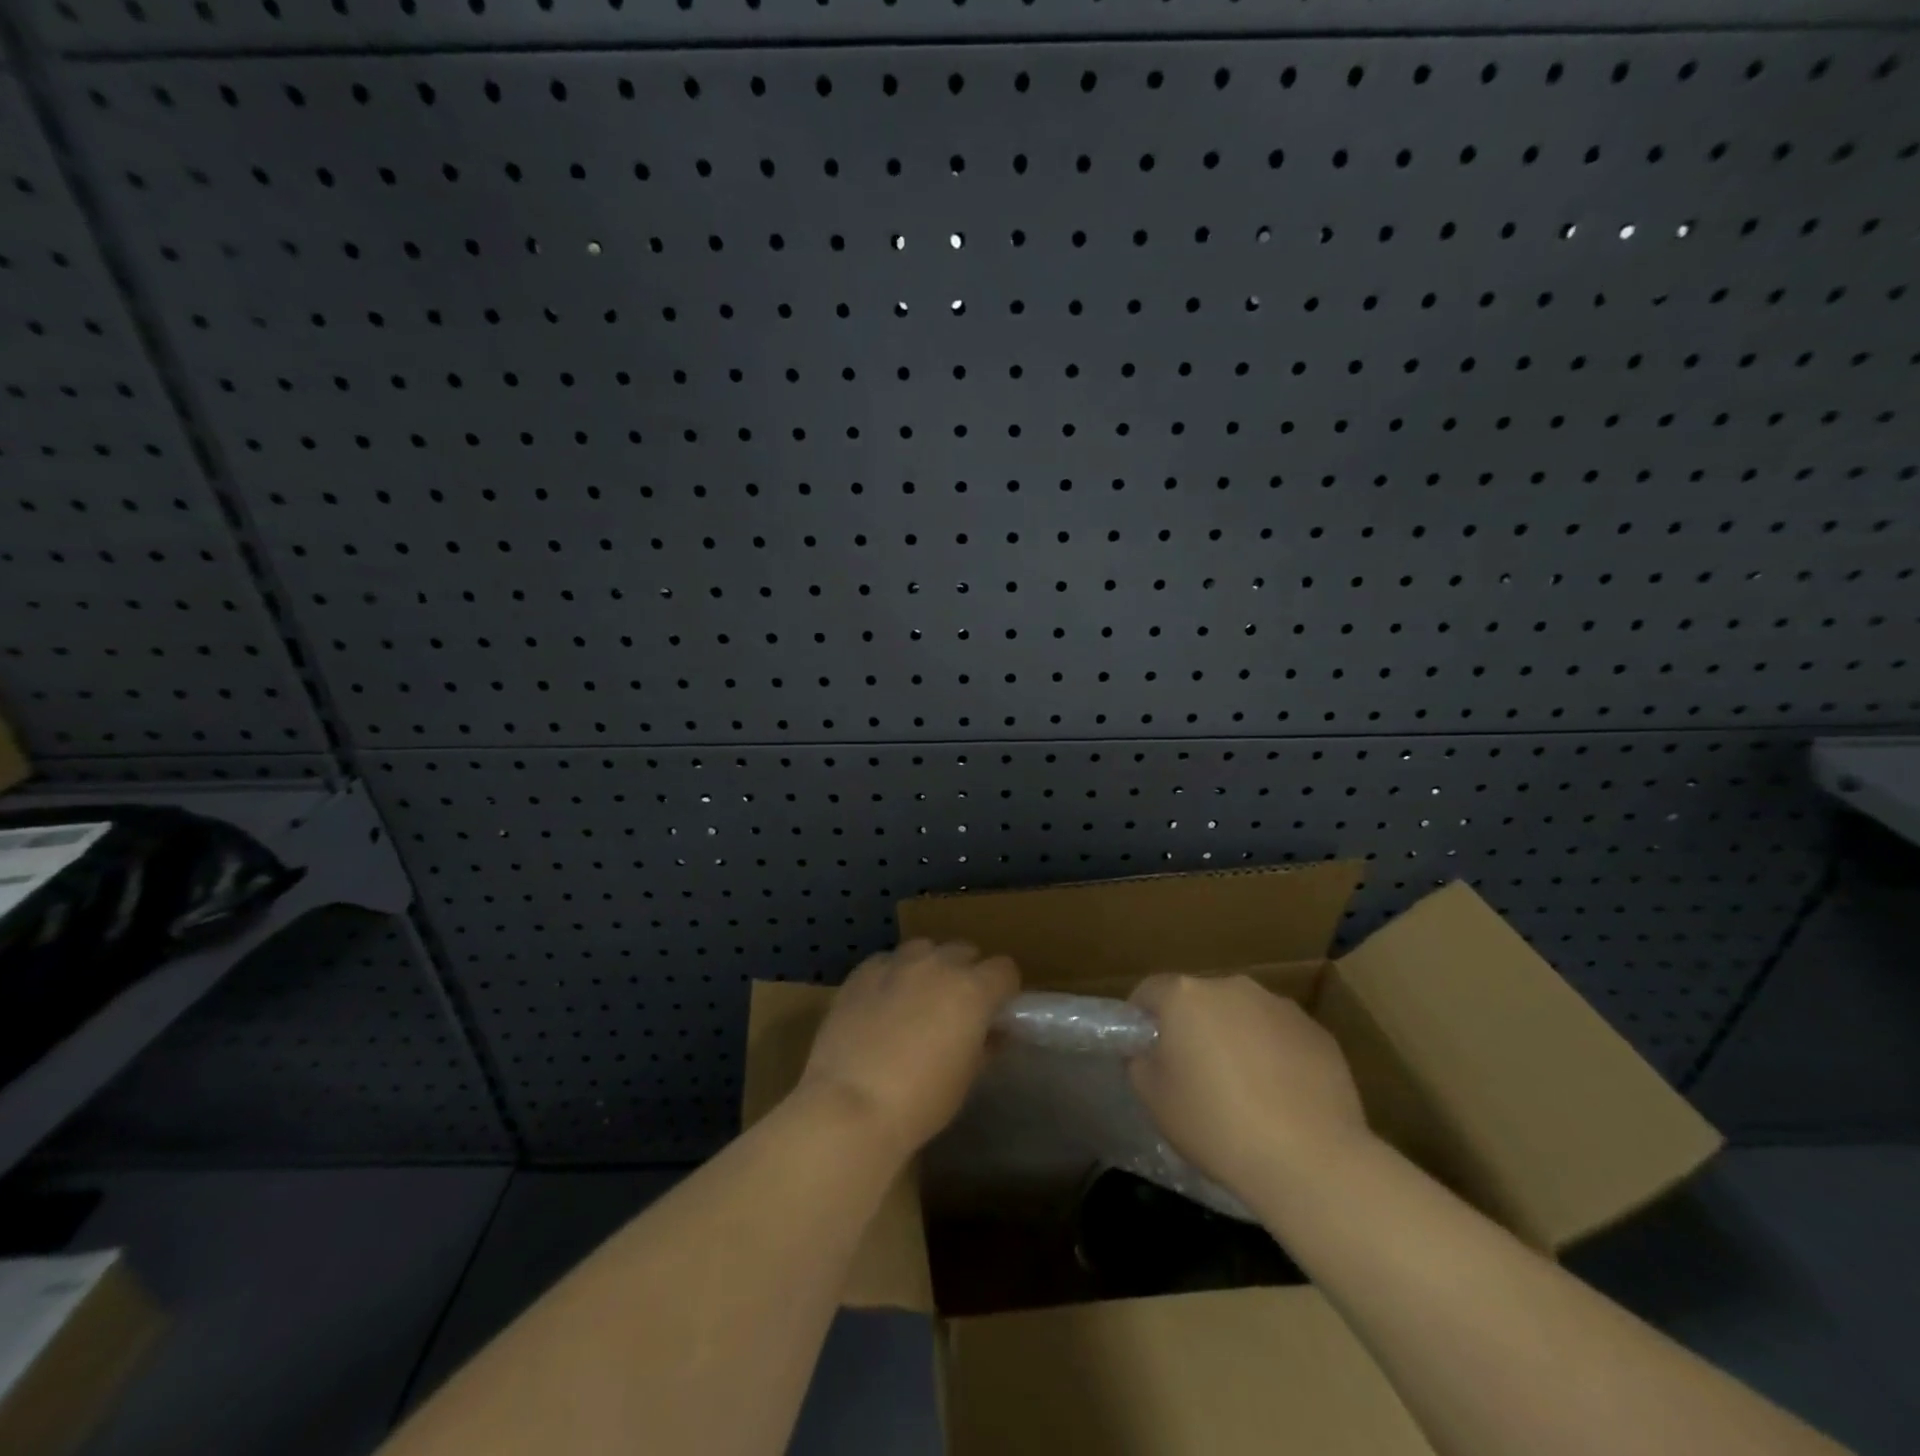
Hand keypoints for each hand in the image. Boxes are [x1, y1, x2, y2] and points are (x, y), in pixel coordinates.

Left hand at [798, 939, 1019, 1162]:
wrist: (850, 1106)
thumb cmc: (921, 1101)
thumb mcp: (966, 1078)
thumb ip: (985, 1045)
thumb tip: (995, 1032)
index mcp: (973, 989)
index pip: (1005, 970)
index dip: (1003, 990)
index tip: (995, 1012)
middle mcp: (938, 964)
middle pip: (965, 952)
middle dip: (967, 974)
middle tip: (956, 1009)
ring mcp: (897, 963)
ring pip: (925, 948)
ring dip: (930, 967)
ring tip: (918, 999)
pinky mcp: (862, 972)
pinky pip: (888, 961)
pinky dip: (893, 974)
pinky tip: (882, 1002)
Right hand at [1128, 974, 1370, 1200]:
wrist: (1310, 1161)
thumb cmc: (1216, 1125)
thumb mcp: (1153, 1099)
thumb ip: (1140, 1062)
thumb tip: (1149, 1052)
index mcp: (1186, 995)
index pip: (1149, 992)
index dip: (1141, 1020)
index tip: (1146, 1054)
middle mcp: (1232, 987)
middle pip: (1199, 1000)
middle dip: (1193, 1028)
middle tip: (1194, 1076)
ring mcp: (1280, 1006)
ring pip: (1243, 1016)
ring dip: (1235, 1039)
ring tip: (1243, 1091)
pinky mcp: (1318, 1033)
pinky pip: (1281, 1037)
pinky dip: (1274, 1056)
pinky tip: (1280, 1100)